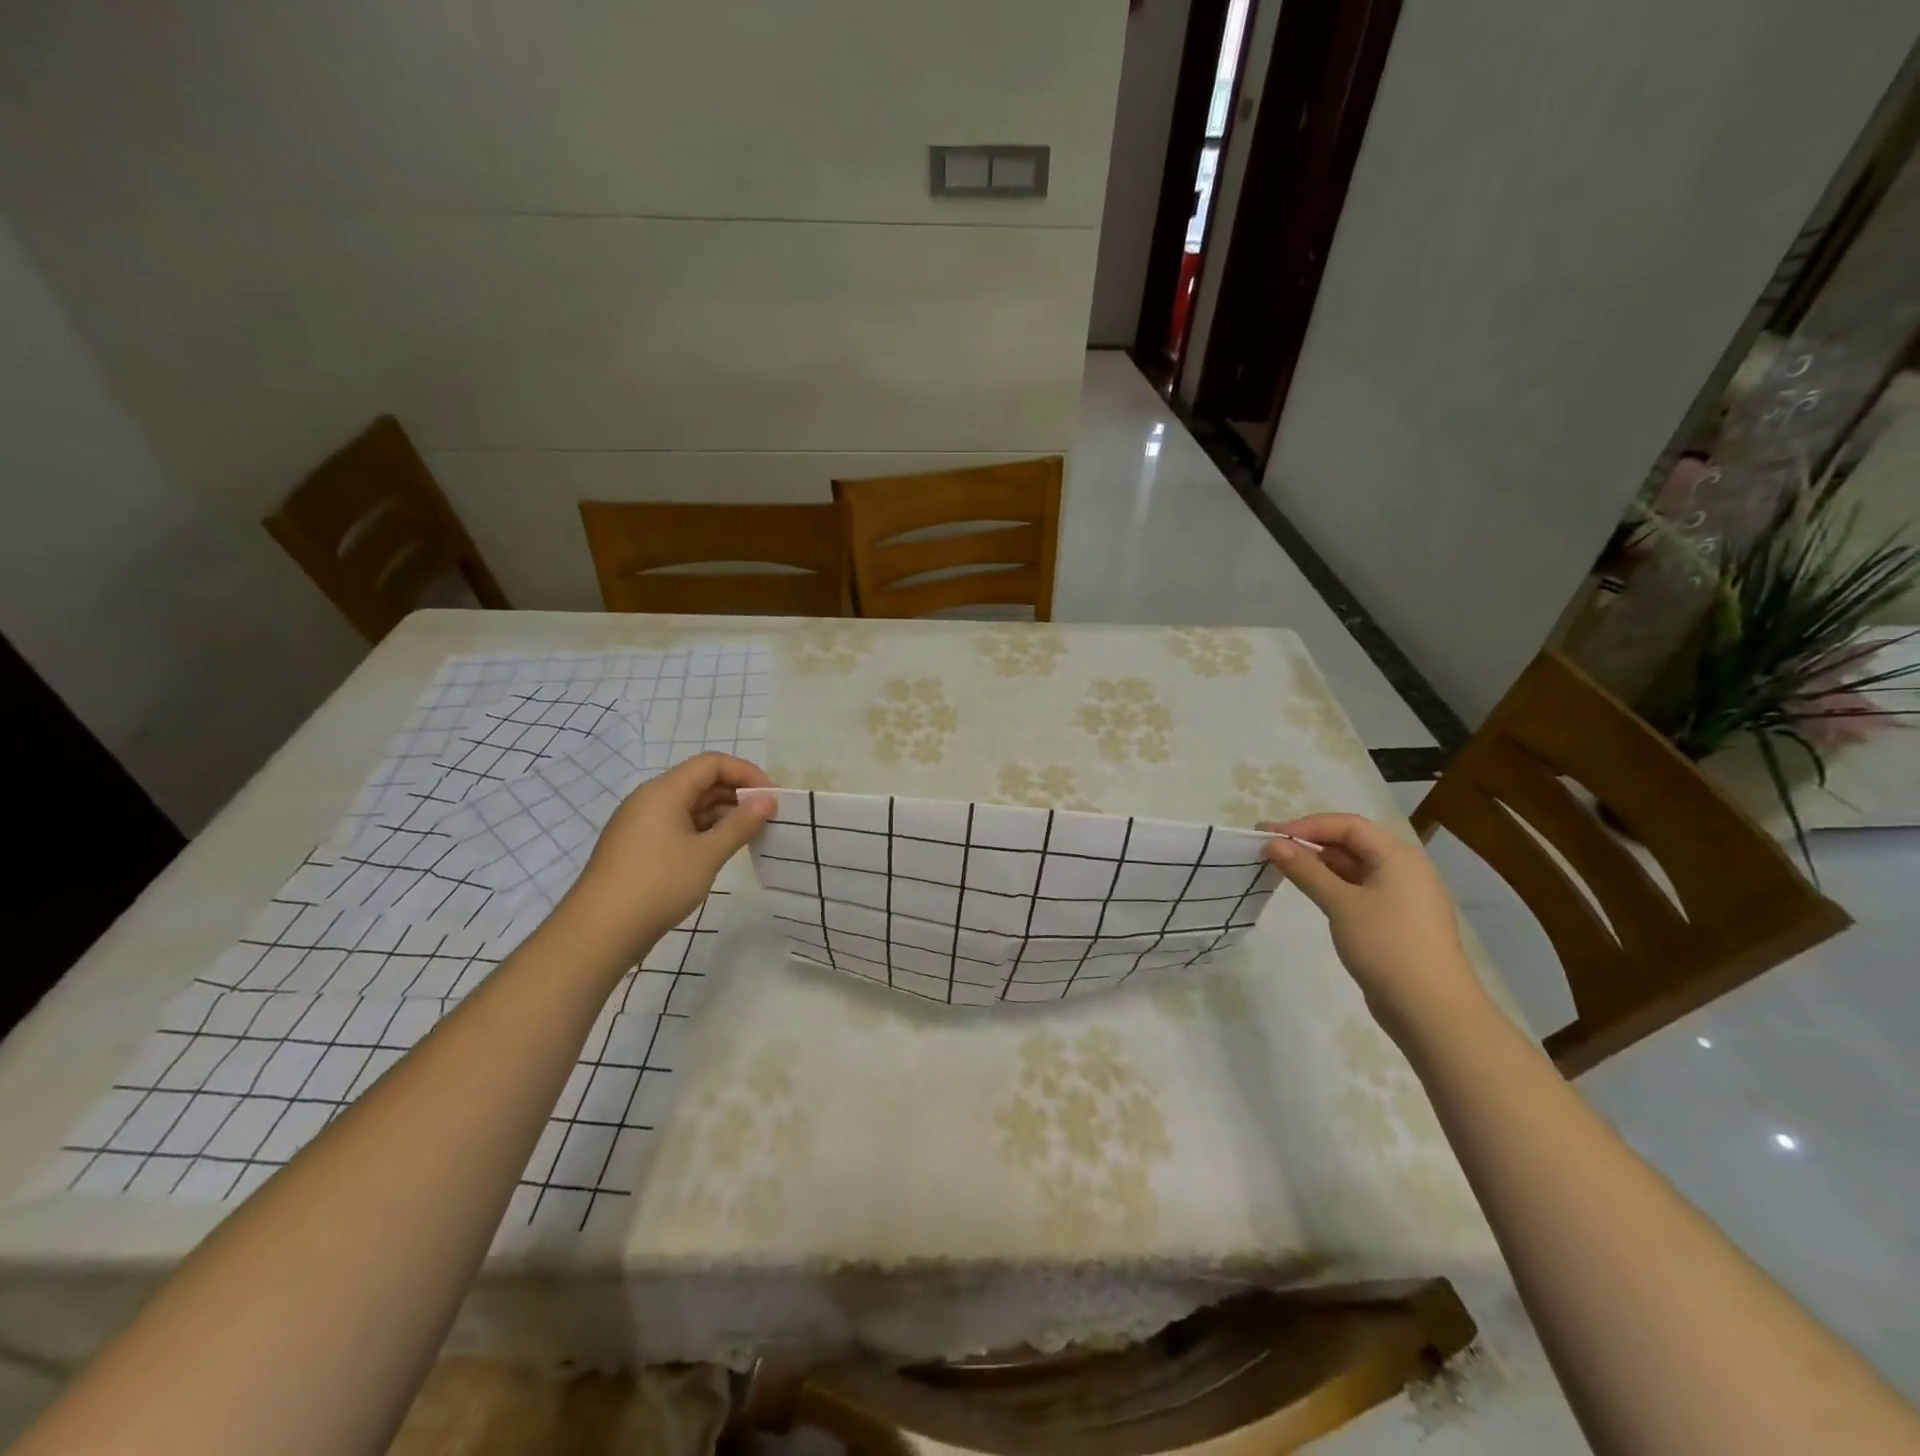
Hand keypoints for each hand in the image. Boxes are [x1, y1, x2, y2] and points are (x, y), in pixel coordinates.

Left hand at [562, 753, 777, 961]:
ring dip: (721, 814)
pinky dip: (703, 830)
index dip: (746, 772)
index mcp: (664, 791)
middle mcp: (649, 799)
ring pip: (689, 805)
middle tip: (766, 817)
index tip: (772, 796)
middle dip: (736, 793)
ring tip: (749, 835)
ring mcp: (640, 824)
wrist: (599, 931)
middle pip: (700, 781)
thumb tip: (768, 800)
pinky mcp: (637, 847)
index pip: (712, 764)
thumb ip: (741, 824)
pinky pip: (677, 825)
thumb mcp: (707, 854)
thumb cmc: (658, 884)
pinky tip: (720, 850)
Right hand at [1260, 813, 1484, 1033]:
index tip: (1270, 836)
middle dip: (1309, 842)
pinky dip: (1332, 885)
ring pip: (1354, 867)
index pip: (1347, 825)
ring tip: (1282, 868)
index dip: (1307, 825)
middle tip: (1269, 848)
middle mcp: (1404, 869)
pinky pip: (1359, 890)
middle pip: (1351, 843)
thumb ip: (1306, 870)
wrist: (1431, 1010)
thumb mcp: (1341, 903)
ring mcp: (1401, 896)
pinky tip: (1310, 892)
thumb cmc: (1386, 945)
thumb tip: (1273, 844)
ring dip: (1319, 865)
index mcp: (1398, 856)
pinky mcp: (1395, 921)